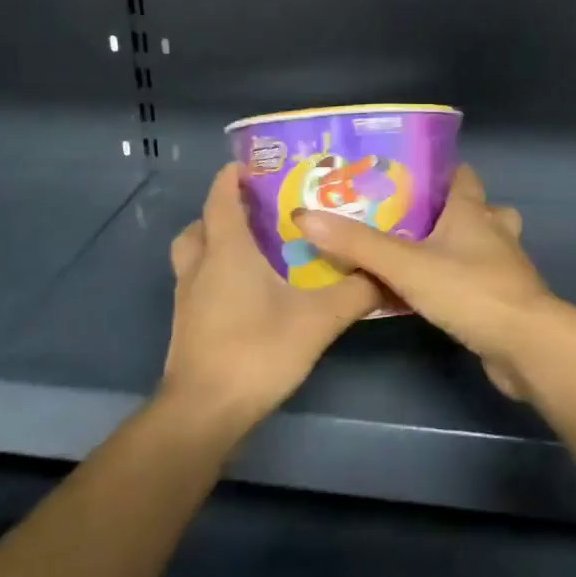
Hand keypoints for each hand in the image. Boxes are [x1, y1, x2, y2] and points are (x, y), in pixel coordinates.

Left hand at [162, 162, 380, 430]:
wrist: (204, 413)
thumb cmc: (257, 351)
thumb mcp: (318, 320)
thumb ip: (356, 292)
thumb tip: (388, 270)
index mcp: (226, 251)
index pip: (221, 197)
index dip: (232, 176)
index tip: (254, 163)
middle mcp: (200, 266)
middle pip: (201, 224)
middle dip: (223, 211)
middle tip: (258, 210)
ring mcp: (187, 297)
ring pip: (193, 254)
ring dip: (215, 242)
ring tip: (254, 248)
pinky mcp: (187, 324)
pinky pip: (197, 282)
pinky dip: (215, 274)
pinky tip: (248, 292)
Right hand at [293, 164, 572, 398]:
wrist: (526, 346)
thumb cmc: (470, 290)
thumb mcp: (406, 265)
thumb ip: (358, 244)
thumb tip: (305, 216)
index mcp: (473, 212)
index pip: (462, 175)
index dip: (439, 170)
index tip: (407, 172)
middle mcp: (493, 232)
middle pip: (476, 209)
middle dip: (447, 210)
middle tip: (407, 218)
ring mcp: (504, 268)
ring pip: (481, 245)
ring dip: (457, 246)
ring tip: (418, 254)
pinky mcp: (503, 300)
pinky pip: (478, 280)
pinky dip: (458, 280)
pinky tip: (432, 295)